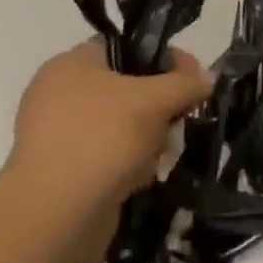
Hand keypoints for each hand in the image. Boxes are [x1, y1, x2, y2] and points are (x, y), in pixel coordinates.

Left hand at [8, 41, 209, 261]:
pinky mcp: (62, 172)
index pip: (126, 47)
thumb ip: (185, 83)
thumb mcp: (155, 100)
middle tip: (178, 120)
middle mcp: (58, 94)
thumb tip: (206, 78)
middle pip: (127, 87)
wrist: (55, 215)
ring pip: (121, 124)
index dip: (164, 58)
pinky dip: (128, 163)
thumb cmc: (103, 139)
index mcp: (71, 64)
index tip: (192, 79)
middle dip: (159, 105)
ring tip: (160, 154)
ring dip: (148, 137)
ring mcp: (57, 135)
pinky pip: (107, 155)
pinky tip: (140, 177)